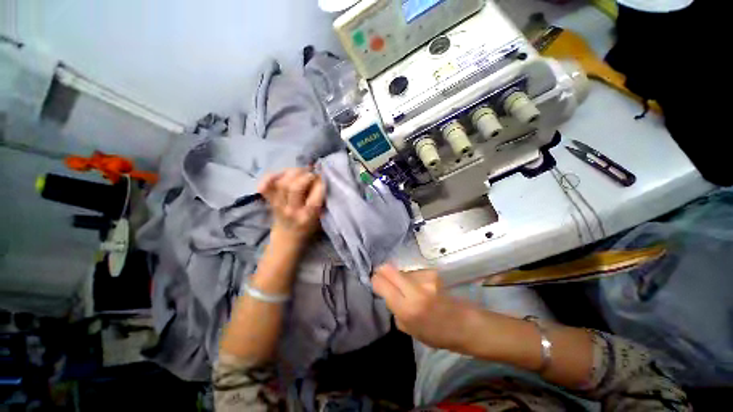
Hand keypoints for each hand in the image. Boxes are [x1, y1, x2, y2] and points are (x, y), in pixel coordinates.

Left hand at [258, 168, 325, 245]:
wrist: (288, 237)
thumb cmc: (309, 226)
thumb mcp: (320, 217)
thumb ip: (321, 200)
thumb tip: (319, 179)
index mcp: (308, 217)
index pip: (315, 198)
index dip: (320, 184)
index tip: (323, 179)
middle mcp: (292, 211)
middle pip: (295, 188)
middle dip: (306, 175)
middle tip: (312, 174)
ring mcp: (278, 206)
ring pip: (282, 183)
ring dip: (293, 172)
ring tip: (301, 172)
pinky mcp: (270, 202)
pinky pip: (266, 186)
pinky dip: (271, 177)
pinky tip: (282, 173)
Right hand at [372, 264, 475, 350]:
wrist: (464, 324)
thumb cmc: (436, 333)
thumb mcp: (409, 329)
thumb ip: (394, 309)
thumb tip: (386, 292)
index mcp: (407, 309)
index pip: (382, 284)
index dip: (375, 281)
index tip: (374, 282)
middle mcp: (415, 289)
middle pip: (388, 269)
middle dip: (381, 272)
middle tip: (382, 277)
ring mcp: (425, 278)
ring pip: (401, 271)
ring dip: (399, 277)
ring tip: (407, 288)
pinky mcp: (432, 272)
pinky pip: (413, 272)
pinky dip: (411, 278)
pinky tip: (419, 287)